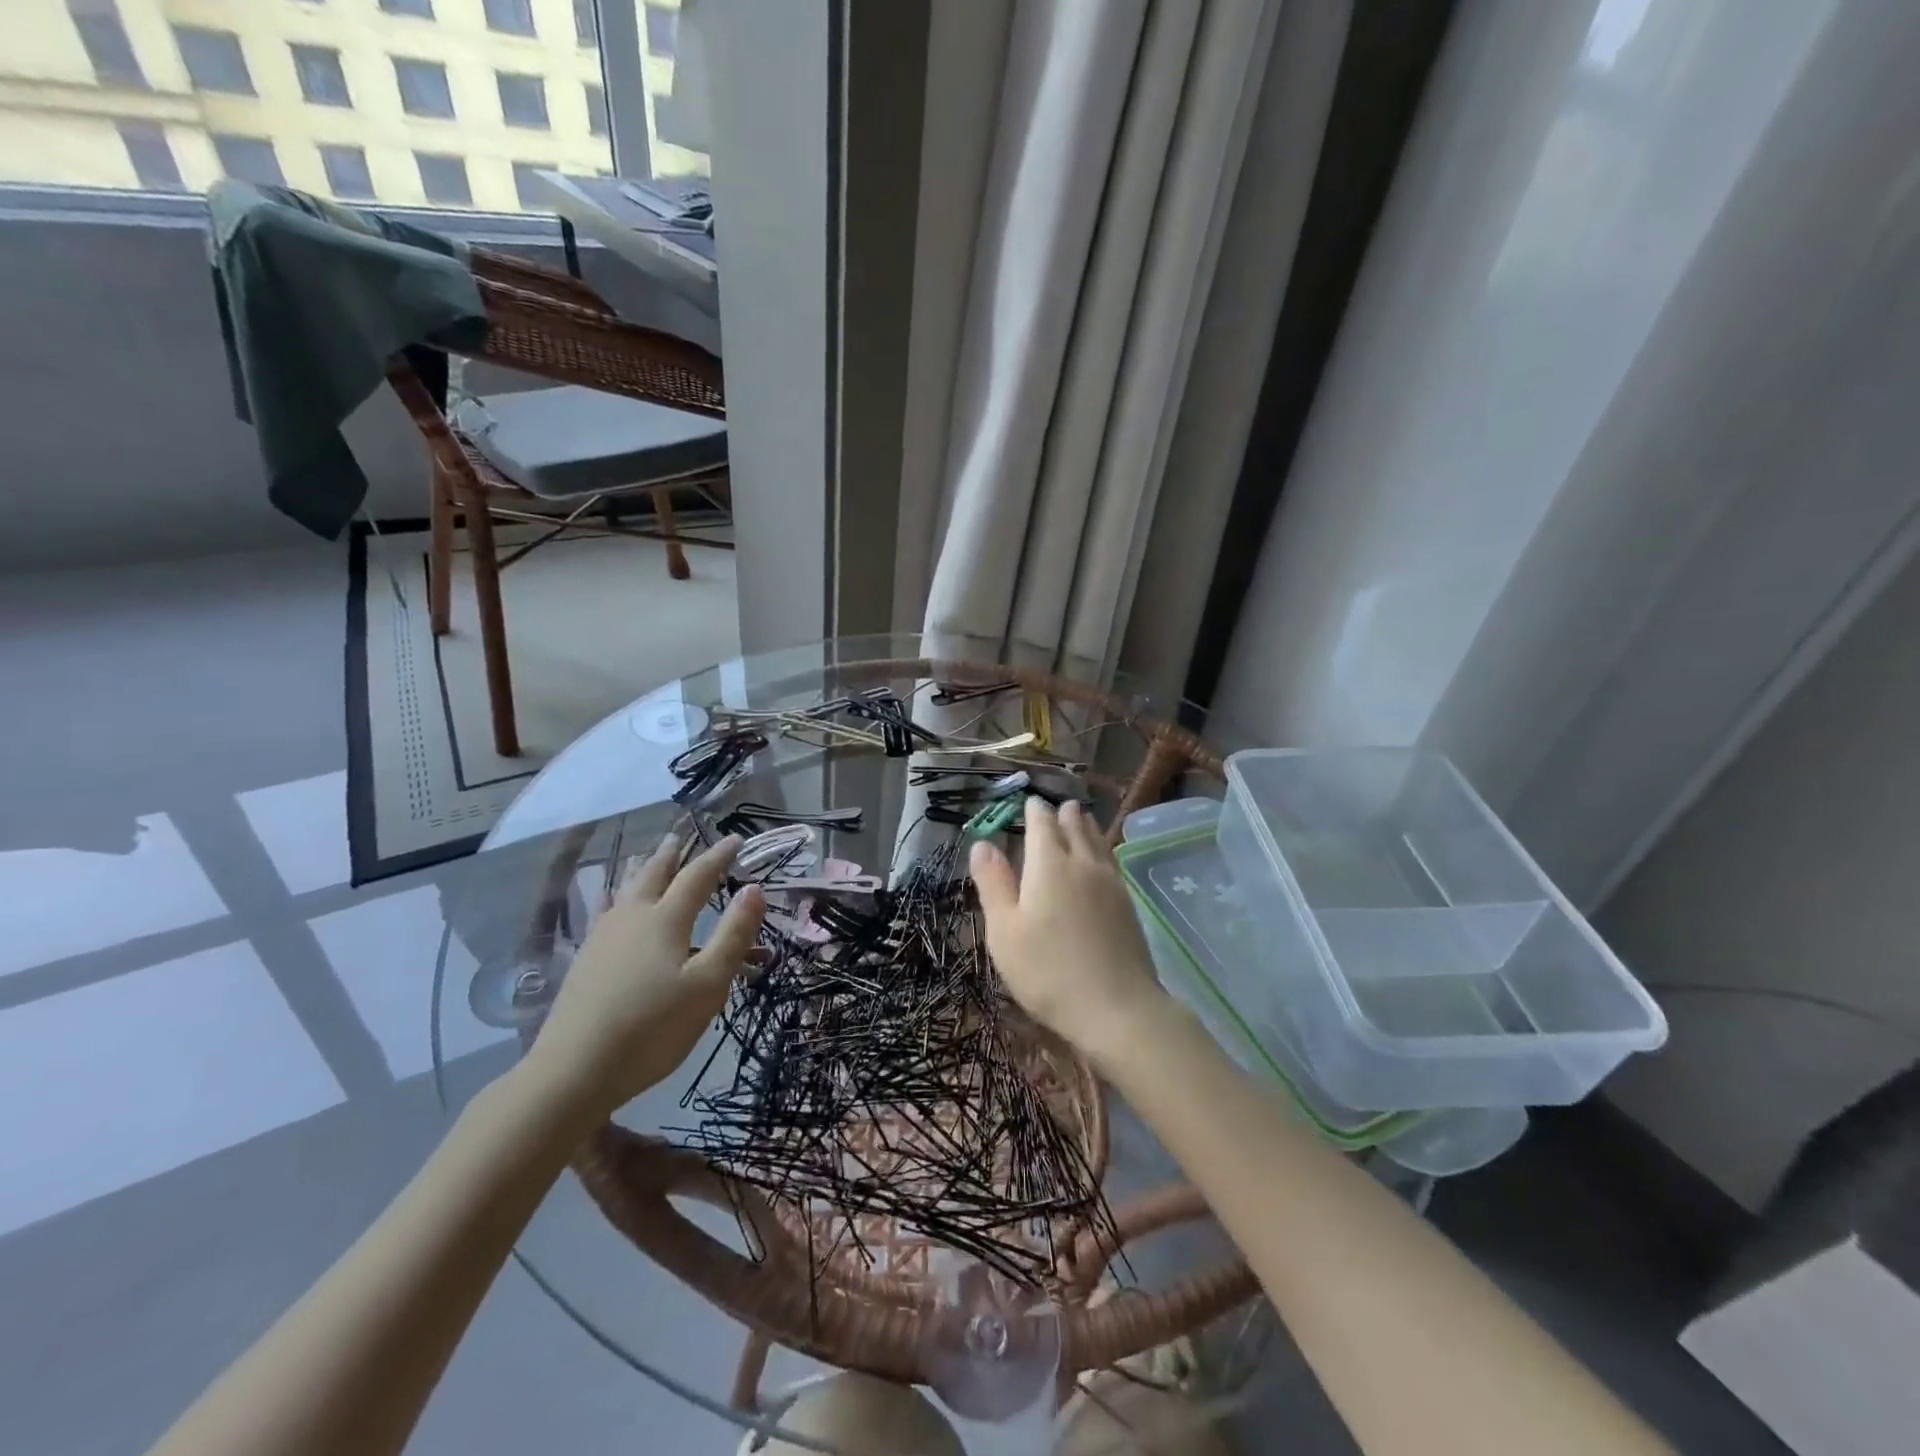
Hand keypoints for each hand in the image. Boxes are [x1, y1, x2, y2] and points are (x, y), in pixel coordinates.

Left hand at [521, 834, 764, 1123]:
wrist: (573, 1071)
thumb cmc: (652, 1028)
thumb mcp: (708, 985)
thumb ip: (733, 935)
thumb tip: (755, 888)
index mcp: (666, 920)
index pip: (698, 876)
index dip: (718, 856)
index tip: (735, 839)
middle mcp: (632, 917)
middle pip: (654, 874)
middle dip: (672, 853)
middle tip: (682, 835)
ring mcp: (603, 937)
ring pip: (626, 889)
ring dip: (643, 869)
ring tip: (647, 857)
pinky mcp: (586, 960)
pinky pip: (608, 910)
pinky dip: (620, 896)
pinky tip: (614, 906)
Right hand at [969, 798, 1170, 1072]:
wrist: (1117, 1008)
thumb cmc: (1048, 971)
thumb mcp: (1004, 931)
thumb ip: (993, 883)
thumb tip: (982, 844)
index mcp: (1049, 864)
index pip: (1042, 822)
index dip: (1034, 810)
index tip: (1029, 803)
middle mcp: (1083, 862)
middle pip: (1075, 825)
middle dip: (1062, 813)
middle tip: (1055, 807)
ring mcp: (1110, 881)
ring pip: (1097, 839)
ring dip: (1085, 825)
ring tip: (1078, 818)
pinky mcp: (1127, 902)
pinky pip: (1110, 859)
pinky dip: (1100, 847)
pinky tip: (1100, 857)